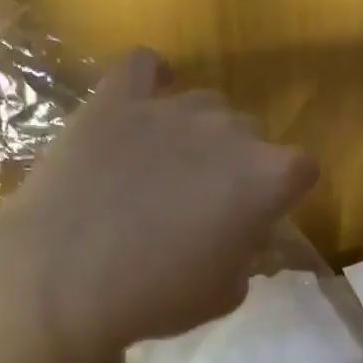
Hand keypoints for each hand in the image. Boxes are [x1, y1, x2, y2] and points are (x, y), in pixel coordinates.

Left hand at [0, 48, 317, 362]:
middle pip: (252, 132)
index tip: (261, 216)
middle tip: (206, 201)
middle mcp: (228, 131)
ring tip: (165, 166)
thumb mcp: (223, 294)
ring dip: (199, 132)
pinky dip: (150, 82)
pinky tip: (141, 105)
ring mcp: (171, 108)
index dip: (284, 193)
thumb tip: (243, 238)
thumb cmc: (154, 295)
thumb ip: (248, 257)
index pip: (302, 168)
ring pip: (205, 104)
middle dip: (240, 163)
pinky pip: (144, 67)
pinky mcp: (116, 99)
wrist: (61, 278)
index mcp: (266, 177)